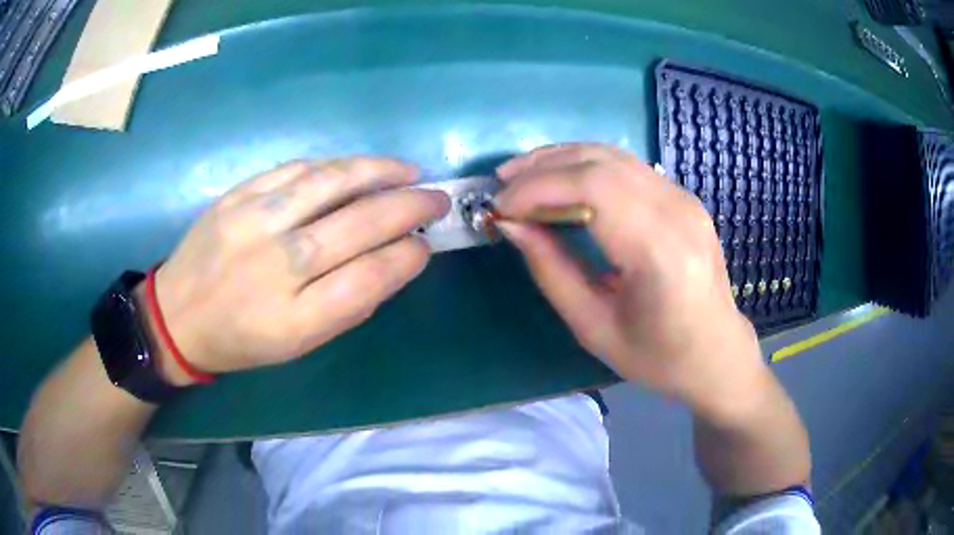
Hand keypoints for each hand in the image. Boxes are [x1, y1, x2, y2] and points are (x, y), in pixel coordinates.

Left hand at [147, 158, 449, 385]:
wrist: (177, 315)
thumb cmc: (241, 340)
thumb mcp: (298, 345)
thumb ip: (346, 304)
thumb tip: (393, 259)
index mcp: (294, 320)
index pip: (368, 279)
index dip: (406, 257)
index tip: (426, 245)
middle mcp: (275, 267)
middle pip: (356, 225)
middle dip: (408, 207)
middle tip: (436, 197)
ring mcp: (252, 224)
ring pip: (329, 184)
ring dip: (378, 172)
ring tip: (408, 170)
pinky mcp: (236, 196)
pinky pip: (295, 170)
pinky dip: (334, 165)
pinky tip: (357, 167)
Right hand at [494, 144, 767, 420]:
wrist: (716, 353)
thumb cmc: (657, 357)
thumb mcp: (593, 327)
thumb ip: (550, 269)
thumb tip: (511, 224)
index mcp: (660, 253)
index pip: (593, 188)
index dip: (538, 187)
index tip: (500, 206)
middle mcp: (678, 212)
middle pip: (601, 162)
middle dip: (543, 167)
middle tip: (502, 184)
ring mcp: (685, 199)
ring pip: (613, 156)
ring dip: (561, 159)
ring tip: (522, 176)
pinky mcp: (684, 197)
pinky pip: (627, 166)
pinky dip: (586, 166)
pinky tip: (562, 180)